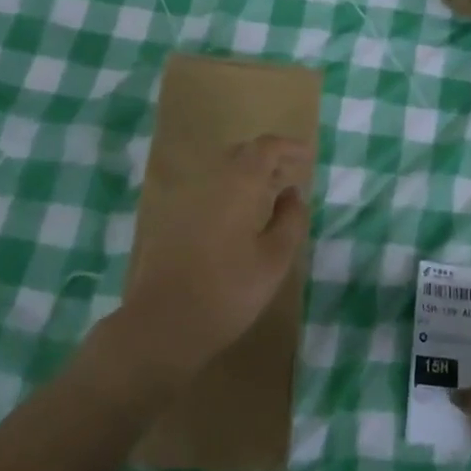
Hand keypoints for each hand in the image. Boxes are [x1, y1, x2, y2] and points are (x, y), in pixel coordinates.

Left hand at [115, 134, 312, 380]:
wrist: (163, 323)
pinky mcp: (172, 218)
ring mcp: (185, 198)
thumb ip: (290, 220)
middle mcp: (209, 181)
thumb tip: (293, 193)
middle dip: (268, 158)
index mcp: (237, 184)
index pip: (265, 147)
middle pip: (241, 153)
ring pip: (222, 171)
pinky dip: (230, 191)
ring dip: (248, 175)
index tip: (307, 156)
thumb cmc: (227, 291)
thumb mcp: (273, 259)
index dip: (288, 147)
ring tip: (270, 196)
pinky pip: (208, 190)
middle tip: (290, 176)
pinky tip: (240, 218)